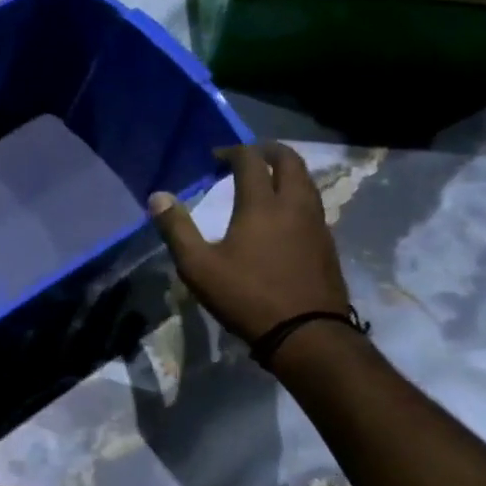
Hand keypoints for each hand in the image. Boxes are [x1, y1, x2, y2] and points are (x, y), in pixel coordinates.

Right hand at [147, 142, 348, 344]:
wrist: (307, 335)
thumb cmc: (247, 297)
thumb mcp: (198, 266)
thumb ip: (176, 229)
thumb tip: (157, 197)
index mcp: (262, 205)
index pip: (251, 160)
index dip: (233, 151)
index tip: (216, 157)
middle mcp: (294, 205)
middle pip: (290, 161)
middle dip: (268, 151)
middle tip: (247, 156)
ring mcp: (316, 224)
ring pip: (306, 182)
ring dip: (286, 171)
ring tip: (266, 181)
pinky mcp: (327, 244)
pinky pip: (313, 205)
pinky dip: (296, 195)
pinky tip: (282, 216)